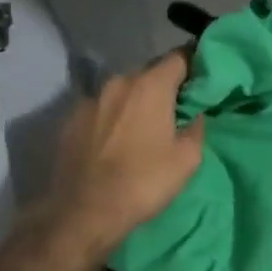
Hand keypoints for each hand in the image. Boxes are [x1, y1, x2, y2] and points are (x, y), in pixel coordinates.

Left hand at [50, 50, 204, 251]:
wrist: (83, 213)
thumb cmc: (143, 183)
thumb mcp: (187, 160)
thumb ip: (196, 128)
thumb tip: (194, 115)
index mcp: (150, 86)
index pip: (178, 57)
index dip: (194, 65)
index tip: (202, 80)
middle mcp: (118, 82)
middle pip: (149, 72)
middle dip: (164, 86)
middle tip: (176, 109)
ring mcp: (89, 100)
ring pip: (122, 91)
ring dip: (136, 102)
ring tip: (144, 127)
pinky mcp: (69, 120)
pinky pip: (100, 109)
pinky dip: (112, 117)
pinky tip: (116, 141)